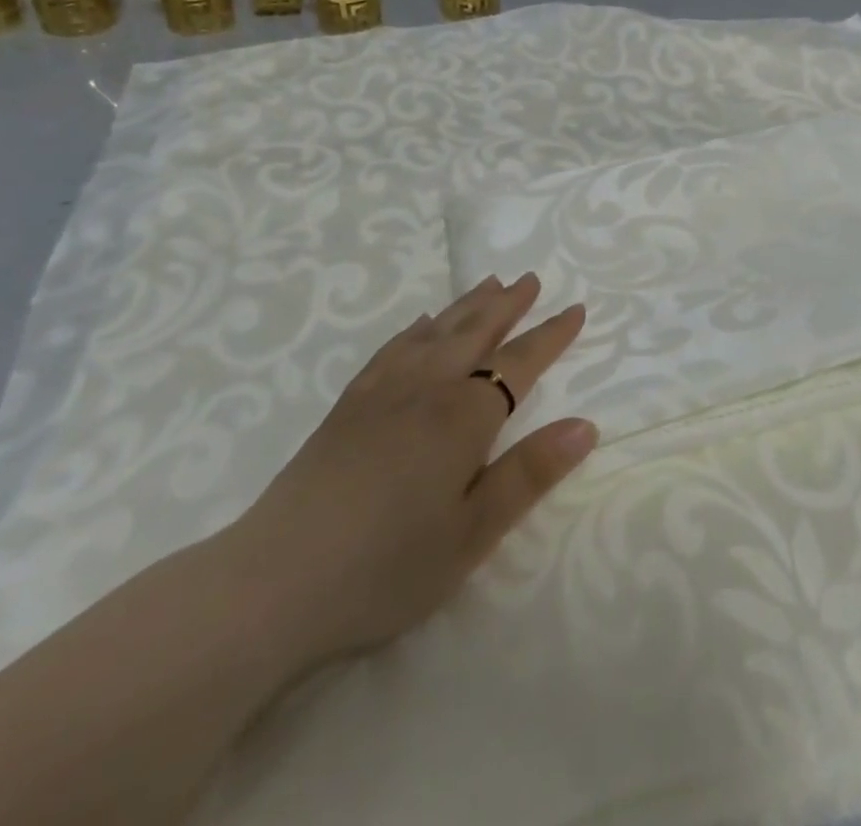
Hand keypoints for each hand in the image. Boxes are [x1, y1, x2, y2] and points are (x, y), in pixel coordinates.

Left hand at [215, 274, 597, 678]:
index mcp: (465, 415)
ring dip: (468, 305)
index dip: (550, 336)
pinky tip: (422, 324)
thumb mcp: (473, 533)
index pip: (520, 362)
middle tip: (530, 279)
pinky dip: (417, 328)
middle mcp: (428, 387)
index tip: (575, 310)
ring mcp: (384, 390)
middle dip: (508, 305)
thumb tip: (586, 426)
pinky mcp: (349, 404)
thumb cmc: (387, 565)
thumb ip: (530, 474)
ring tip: (490, 284)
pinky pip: (393, 347)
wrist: (274, 581)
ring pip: (437, 331)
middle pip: (476, 331)